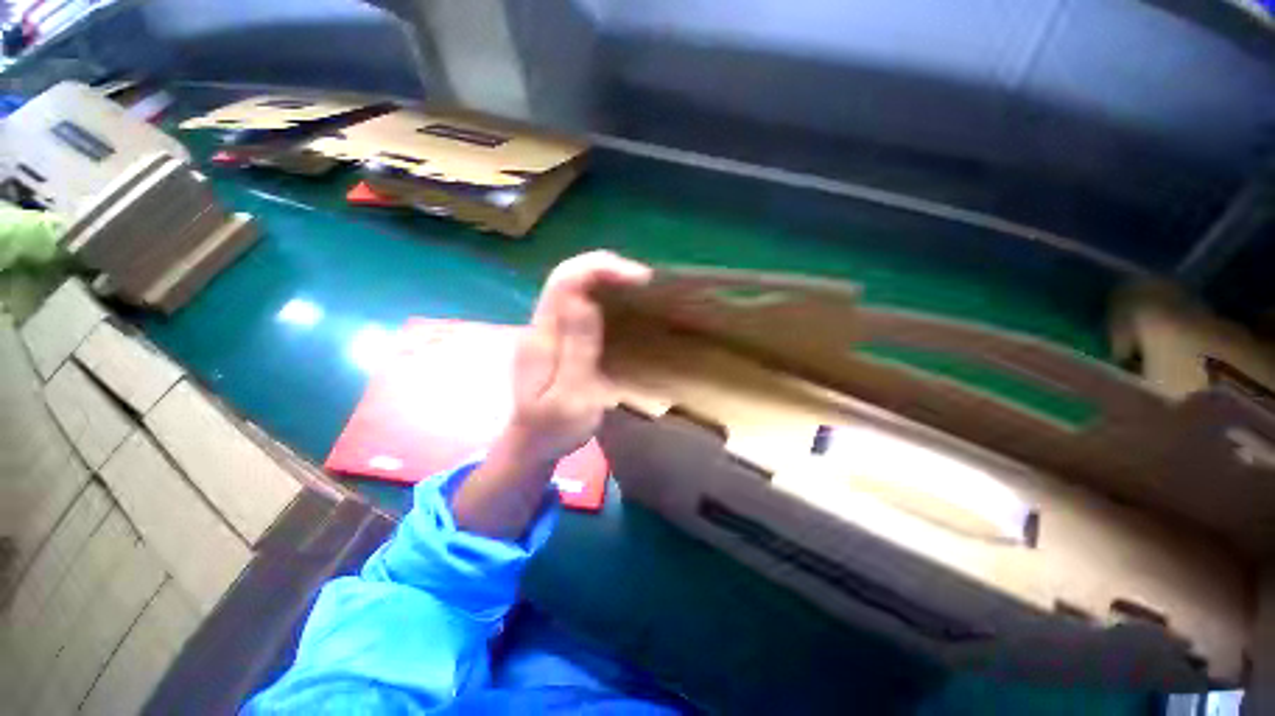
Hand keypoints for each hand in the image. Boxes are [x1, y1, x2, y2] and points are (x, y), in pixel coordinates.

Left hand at [452, 251, 650, 538]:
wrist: (530, 445)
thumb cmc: (552, 429)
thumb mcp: (570, 397)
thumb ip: (577, 349)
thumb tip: (586, 299)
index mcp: (543, 337)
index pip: (565, 281)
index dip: (600, 268)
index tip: (638, 278)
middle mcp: (541, 324)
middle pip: (568, 276)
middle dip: (605, 268)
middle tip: (642, 281)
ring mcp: (547, 330)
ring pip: (573, 287)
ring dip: (604, 278)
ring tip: (636, 288)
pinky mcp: (557, 338)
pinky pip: (578, 304)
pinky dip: (602, 295)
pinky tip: (620, 306)